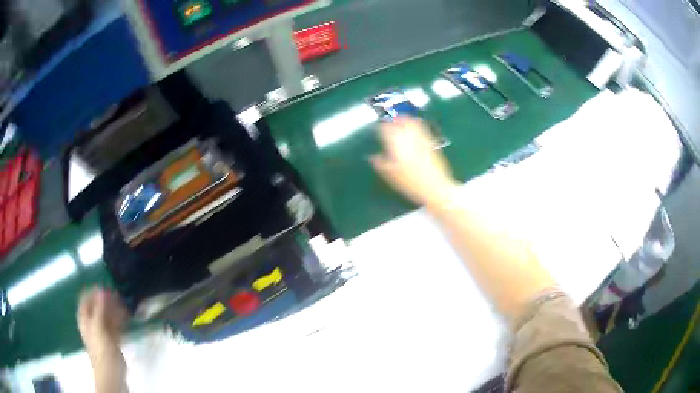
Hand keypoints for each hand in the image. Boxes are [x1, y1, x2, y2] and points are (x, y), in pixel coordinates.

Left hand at [77, 286, 128, 374]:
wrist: (111, 371)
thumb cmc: (100, 348)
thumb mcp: (97, 327)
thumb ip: (99, 308)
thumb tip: (101, 290)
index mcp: (85, 318)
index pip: (86, 299)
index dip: (93, 292)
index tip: (105, 287)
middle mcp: (93, 322)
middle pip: (98, 306)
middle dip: (107, 300)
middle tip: (118, 294)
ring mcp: (103, 331)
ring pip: (108, 315)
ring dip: (115, 308)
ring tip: (124, 303)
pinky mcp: (113, 338)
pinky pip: (116, 324)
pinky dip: (121, 319)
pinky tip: (128, 315)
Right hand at [372, 117, 458, 206]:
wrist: (435, 187)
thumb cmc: (410, 183)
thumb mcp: (391, 176)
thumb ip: (381, 164)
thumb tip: (373, 157)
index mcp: (397, 145)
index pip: (387, 130)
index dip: (382, 126)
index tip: (380, 126)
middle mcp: (409, 138)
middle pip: (402, 122)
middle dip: (396, 119)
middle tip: (392, 119)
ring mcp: (422, 139)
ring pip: (413, 123)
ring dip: (407, 119)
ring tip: (403, 119)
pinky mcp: (432, 143)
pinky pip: (423, 129)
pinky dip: (418, 125)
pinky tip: (416, 128)